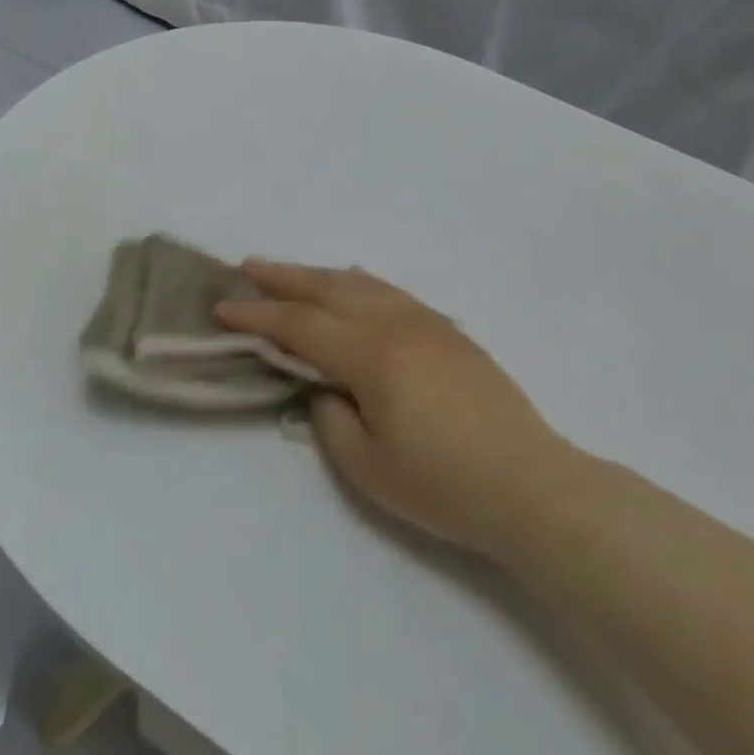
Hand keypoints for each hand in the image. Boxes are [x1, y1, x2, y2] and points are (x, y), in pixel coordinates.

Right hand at [217, 262, 583, 562]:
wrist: (532, 487)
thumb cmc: (444, 486)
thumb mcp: (367, 467)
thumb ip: (329, 418)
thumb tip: (322, 386)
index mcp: (372, 356)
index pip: (300, 325)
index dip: (257, 315)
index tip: (222, 307)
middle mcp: (397, 325)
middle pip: (328, 290)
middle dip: (282, 278)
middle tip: (245, 267)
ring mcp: (428, 324)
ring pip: (362, 285)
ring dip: (319, 275)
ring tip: (289, 271)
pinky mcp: (450, 333)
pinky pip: (393, 293)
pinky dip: (362, 282)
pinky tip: (353, 281)